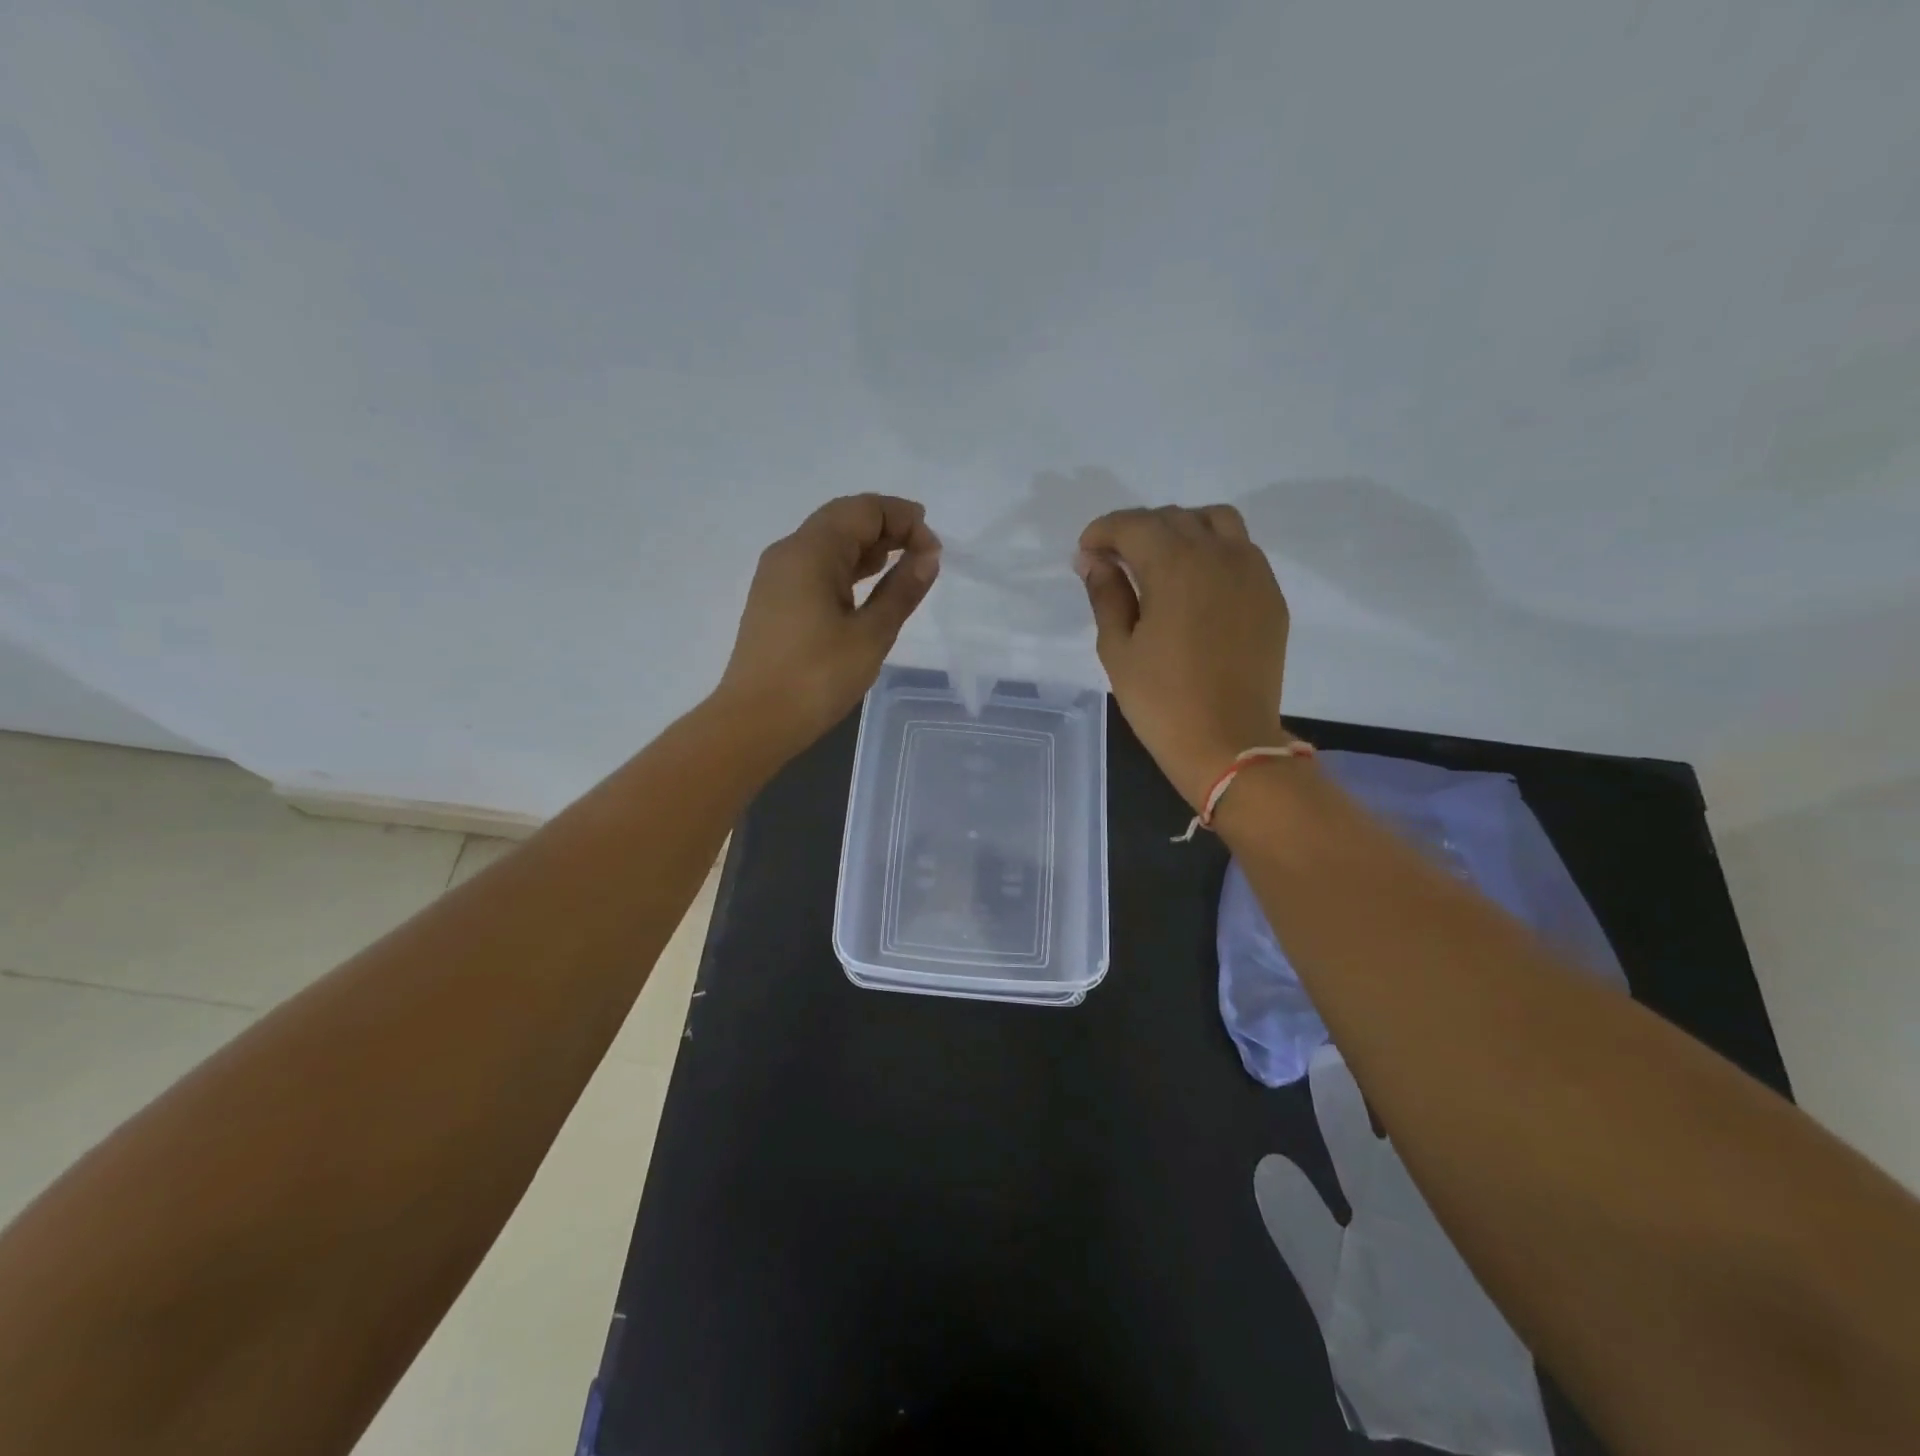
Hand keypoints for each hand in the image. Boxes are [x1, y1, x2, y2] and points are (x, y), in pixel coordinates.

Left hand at [716, 494, 940, 752]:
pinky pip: (816, 567)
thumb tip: (928, 555)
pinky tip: (869, 586)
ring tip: (904, 565)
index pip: (863, 510)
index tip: (934, 549)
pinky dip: (847, 568)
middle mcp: (789, 552)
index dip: (904, 519)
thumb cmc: (817, 677)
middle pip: (843, 519)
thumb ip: (902, 590)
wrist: (755, 722)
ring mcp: (777, 576)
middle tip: (924, 552)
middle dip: (887, 527)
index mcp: (811, 551)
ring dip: (868, 547)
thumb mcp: (871, 634)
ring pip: (828, 543)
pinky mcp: (775, 600)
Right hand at [1076, 505, 1291, 809]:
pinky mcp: (1270, 595)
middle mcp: (1219, 554)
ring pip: (1216, 522)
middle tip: (1114, 561)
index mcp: (1175, 565)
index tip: (1085, 552)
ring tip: (1159, 561)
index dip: (1103, 531)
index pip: (1133, 525)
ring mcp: (1253, 572)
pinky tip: (1195, 584)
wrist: (1229, 743)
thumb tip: (1094, 560)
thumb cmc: (1161, 701)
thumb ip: (1106, 594)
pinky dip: (1212, 551)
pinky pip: (1241, 550)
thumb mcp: (1118, 648)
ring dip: (1181, 529)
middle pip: (1174, 518)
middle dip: (1137, 530)